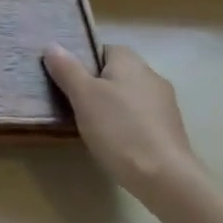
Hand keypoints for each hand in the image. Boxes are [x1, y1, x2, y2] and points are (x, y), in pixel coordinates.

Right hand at [43, 43, 208, 206]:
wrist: (164, 176)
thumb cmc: (119, 129)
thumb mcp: (83, 96)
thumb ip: (67, 69)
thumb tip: (51, 45)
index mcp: (130, 61)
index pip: (102, 50)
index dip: (83, 63)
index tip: (67, 83)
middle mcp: (151, 75)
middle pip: (116, 73)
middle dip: (96, 86)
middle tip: (74, 105)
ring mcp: (164, 103)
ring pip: (128, 96)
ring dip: (112, 107)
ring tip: (92, 127)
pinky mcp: (170, 128)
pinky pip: (140, 117)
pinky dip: (126, 125)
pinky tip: (115, 143)